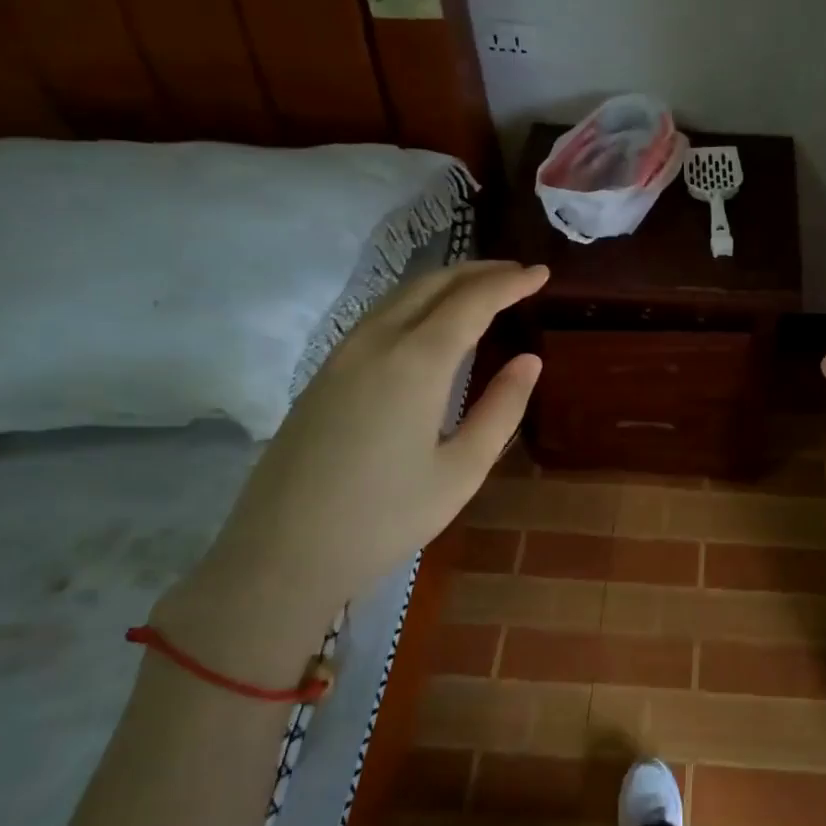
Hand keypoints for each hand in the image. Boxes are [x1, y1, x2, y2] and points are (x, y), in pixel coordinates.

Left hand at [153, 261, 547, 677]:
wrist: (282, 554)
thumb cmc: (386, 518)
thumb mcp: (462, 470)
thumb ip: (501, 409)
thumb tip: (529, 361)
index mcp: (415, 362)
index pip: (471, 300)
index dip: (511, 282)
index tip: (542, 273)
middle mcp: (375, 343)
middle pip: (431, 284)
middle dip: (478, 271)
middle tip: (517, 274)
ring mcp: (341, 356)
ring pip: (399, 295)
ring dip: (445, 283)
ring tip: (481, 290)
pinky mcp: (323, 375)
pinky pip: (378, 316)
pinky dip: (416, 303)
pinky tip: (430, 323)